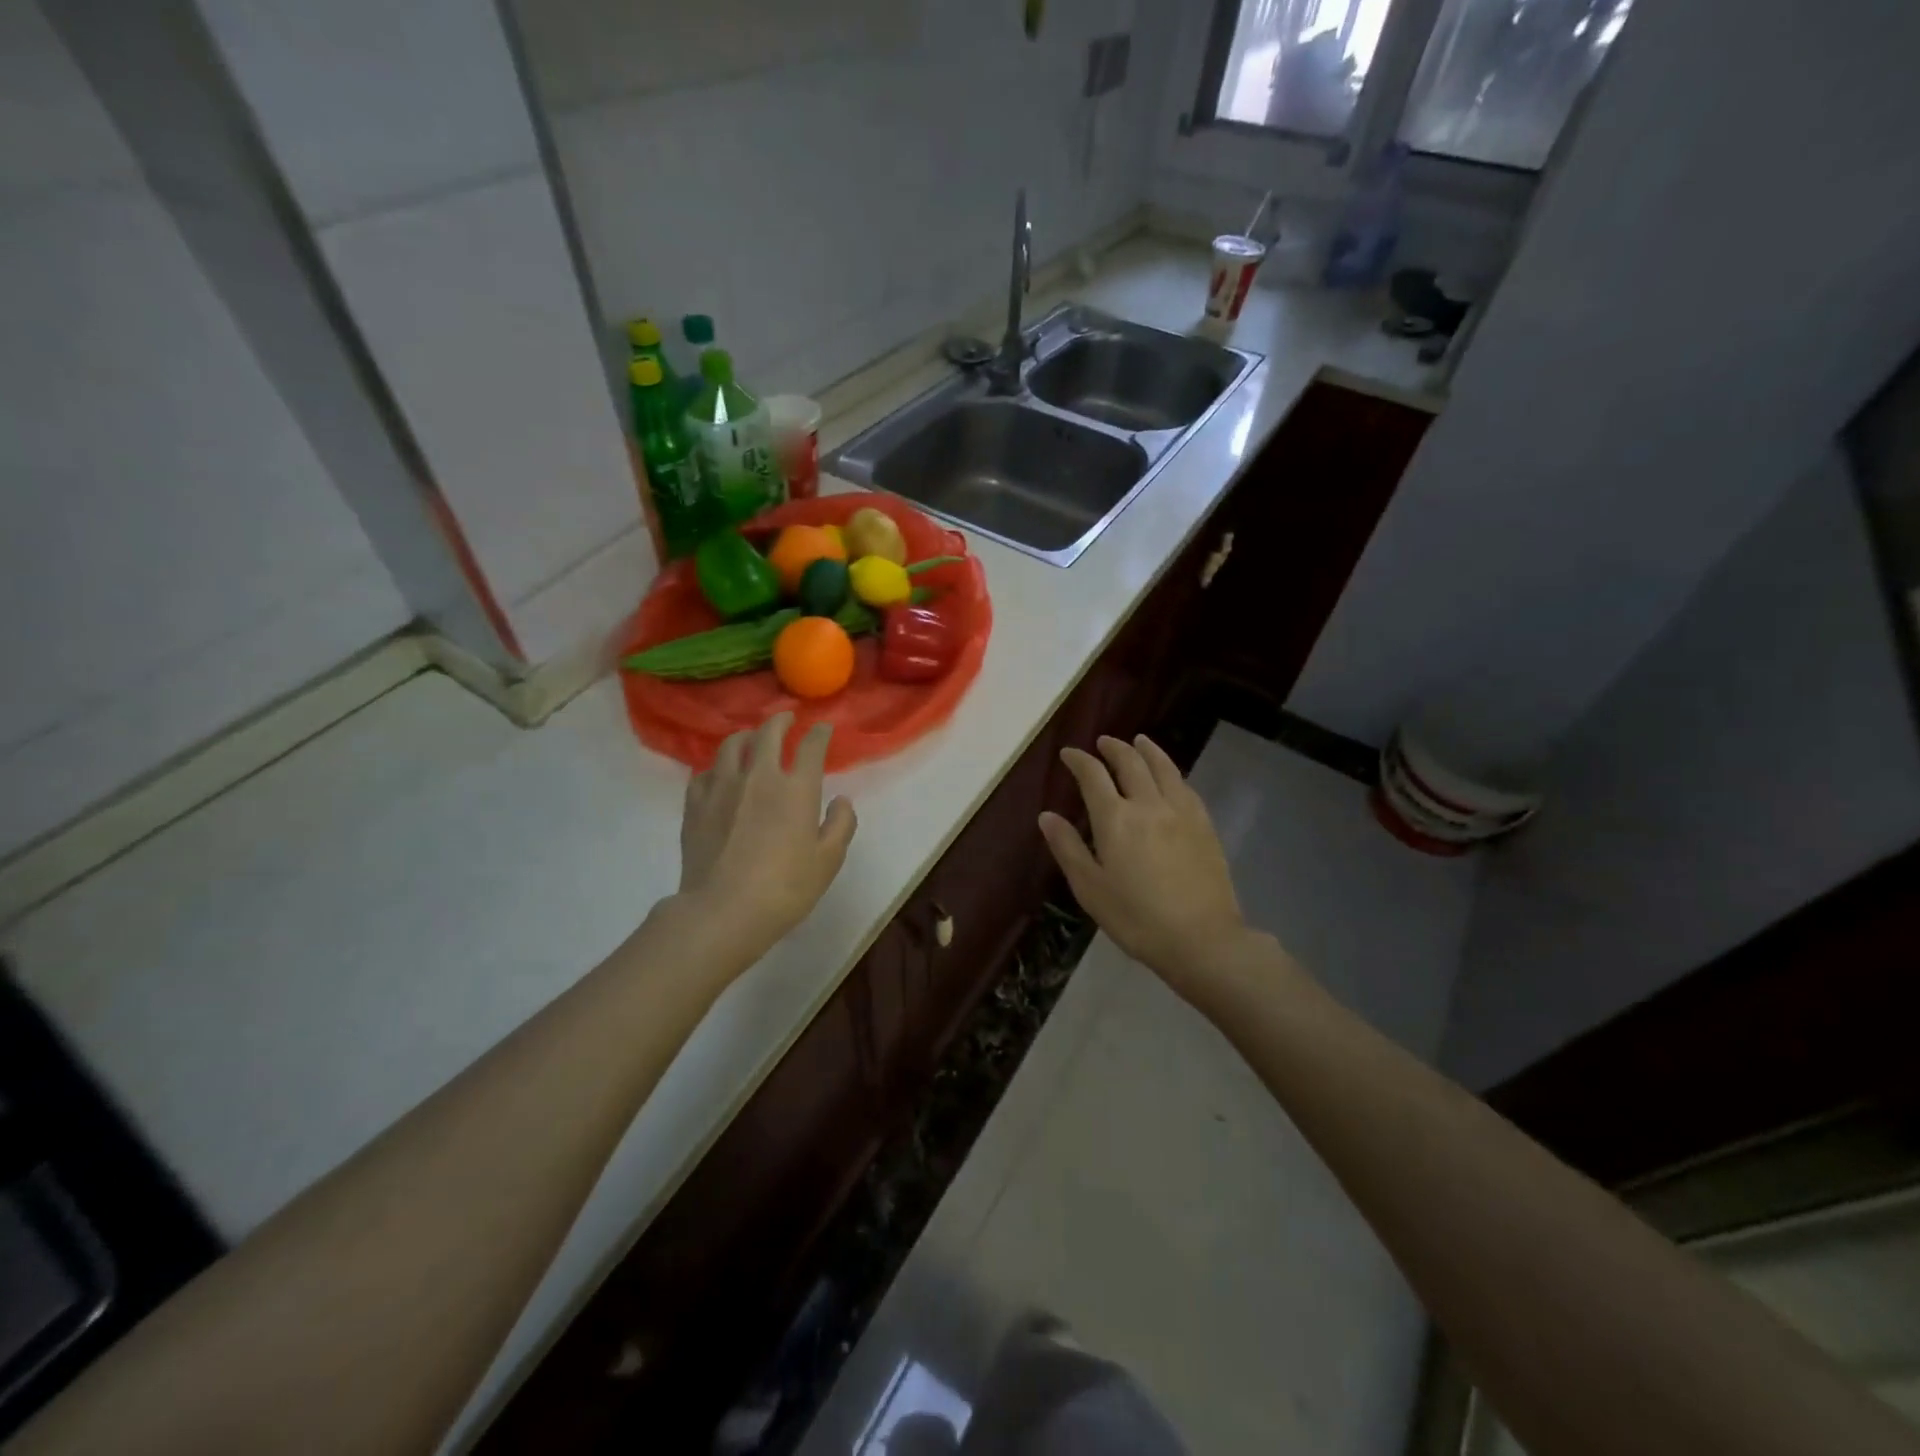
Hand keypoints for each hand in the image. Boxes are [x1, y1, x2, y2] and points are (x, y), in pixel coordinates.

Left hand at [672, 712, 857, 965]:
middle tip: (786, 719)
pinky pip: (704, 772)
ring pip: (731, 745)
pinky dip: (717, 767)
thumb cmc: (784, 888)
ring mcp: (722, 788)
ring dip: (746, 736)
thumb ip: (840, 825)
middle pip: (767, 733)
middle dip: (780, 721)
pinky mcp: (695, 804)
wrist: (723, 911)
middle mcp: (758, 777)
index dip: (819, 733)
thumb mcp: (828, 861)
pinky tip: (719, 775)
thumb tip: (842, 800)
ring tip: (751, 738)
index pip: (810, 747)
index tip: (823, 728)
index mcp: (796, 789)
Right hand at [1038, 735, 1251, 995]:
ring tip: (1138, 741)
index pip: (1092, 776)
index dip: (1079, 760)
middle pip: (1130, 762)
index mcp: (1115, 818)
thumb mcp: (1090, 888)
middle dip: (1113, 748)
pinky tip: (1170, 776)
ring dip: (1147, 750)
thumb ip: (1068, 848)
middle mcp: (1148, 804)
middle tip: (1103, 743)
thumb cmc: (1136, 918)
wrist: (1202, 938)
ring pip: (1163, 767)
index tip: (1069, 754)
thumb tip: (1047, 816)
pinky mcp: (1205, 825)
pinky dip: (1171, 771)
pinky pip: (1185, 786)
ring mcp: (1181, 812)